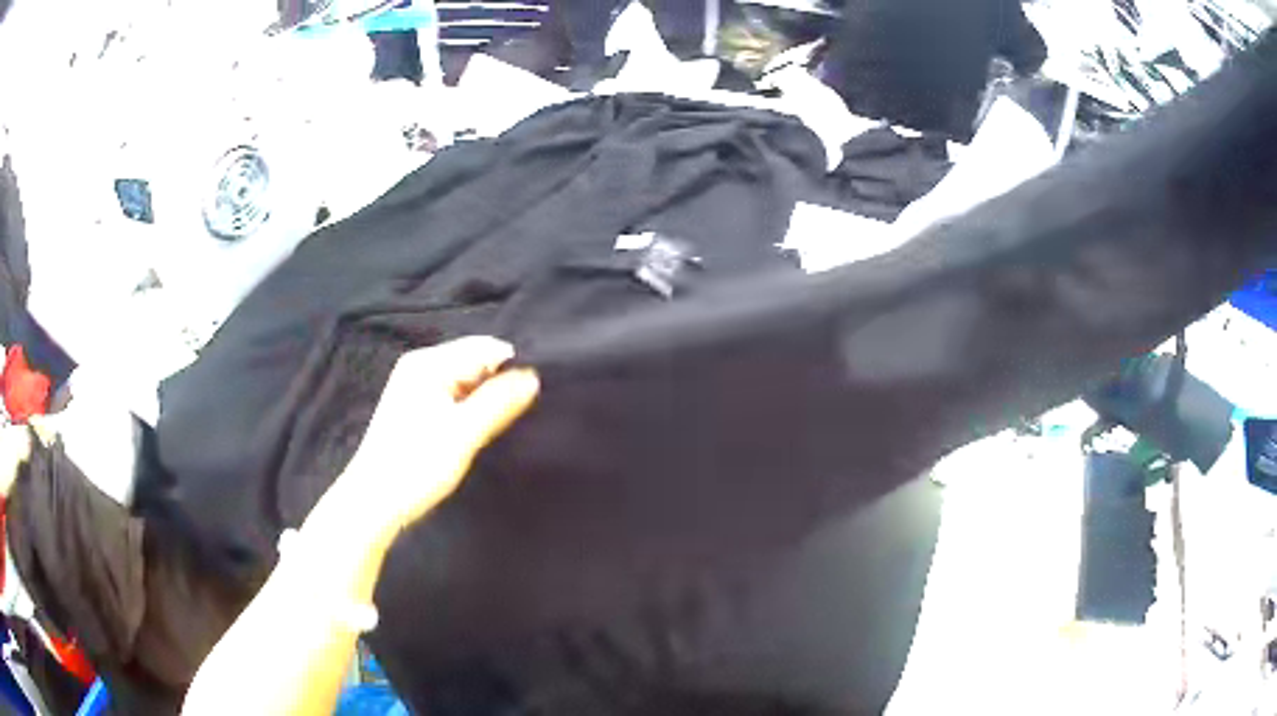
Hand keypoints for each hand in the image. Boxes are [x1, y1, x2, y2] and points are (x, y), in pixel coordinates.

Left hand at [327, 337, 538, 544]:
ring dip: (484, 399)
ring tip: (496, 426)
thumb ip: (499, 402)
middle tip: (515, 417)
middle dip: (498, 384)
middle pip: (475, 361)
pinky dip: (469, 409)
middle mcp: (420, 365)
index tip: (530, 400)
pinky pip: (454, 395)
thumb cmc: (416, 465)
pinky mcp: (416, 406)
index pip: (486, 348)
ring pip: (466, 381)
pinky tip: (474, 431)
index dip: (511, 369)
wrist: (375, 501)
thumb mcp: (463, 433)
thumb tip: (534, 376)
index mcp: (428, 363)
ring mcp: (416, 385)